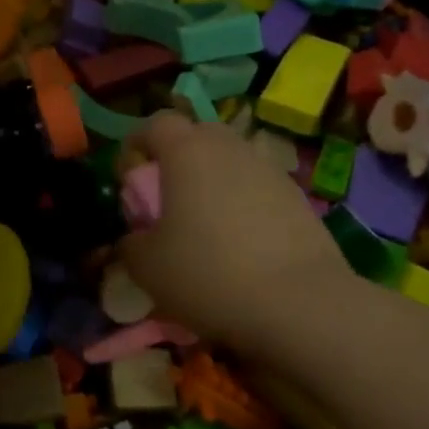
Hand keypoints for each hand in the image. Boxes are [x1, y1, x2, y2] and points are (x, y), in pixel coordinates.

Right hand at [119, 112, 350, 350]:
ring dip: (211, 181)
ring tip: (204, 224)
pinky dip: (242, 203)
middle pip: (196, 135)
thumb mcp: (147, 267)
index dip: (135, 146)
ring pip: (230, 161)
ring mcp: (269, 170)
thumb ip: (130, 244)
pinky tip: (240, 244)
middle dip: (176, 159)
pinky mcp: (298, 198)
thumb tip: (134, 239)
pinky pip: (257, 187)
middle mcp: (230, 148)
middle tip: (165, 198)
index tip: (127, 180)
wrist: (301, 304)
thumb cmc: (209, 273)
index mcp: (187, 151)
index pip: (155, 123)